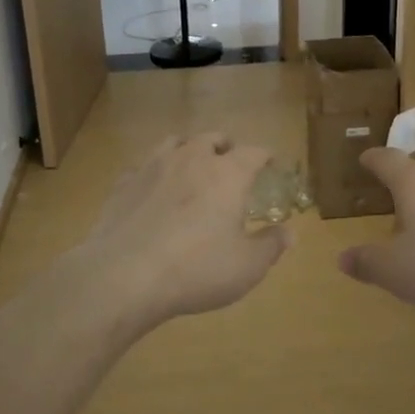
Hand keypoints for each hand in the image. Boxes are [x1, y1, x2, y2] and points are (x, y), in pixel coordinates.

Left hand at [75, 132, 292, 328]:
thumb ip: (271, 246)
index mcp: (227, 174)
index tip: (270, 163)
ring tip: (191, 165)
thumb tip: (290, 233)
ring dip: (188, 149)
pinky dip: (154, 172)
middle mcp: (192, 159)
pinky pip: (143, 166)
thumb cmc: (196, 269)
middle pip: (212, 138)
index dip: (265, 156)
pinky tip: (153, 189)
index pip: (253, 152)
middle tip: (231, 162)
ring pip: (175, 142)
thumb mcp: (246, 267)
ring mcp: (153, 166)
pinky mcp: (124, 183)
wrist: (124, 275)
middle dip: (225, 146)